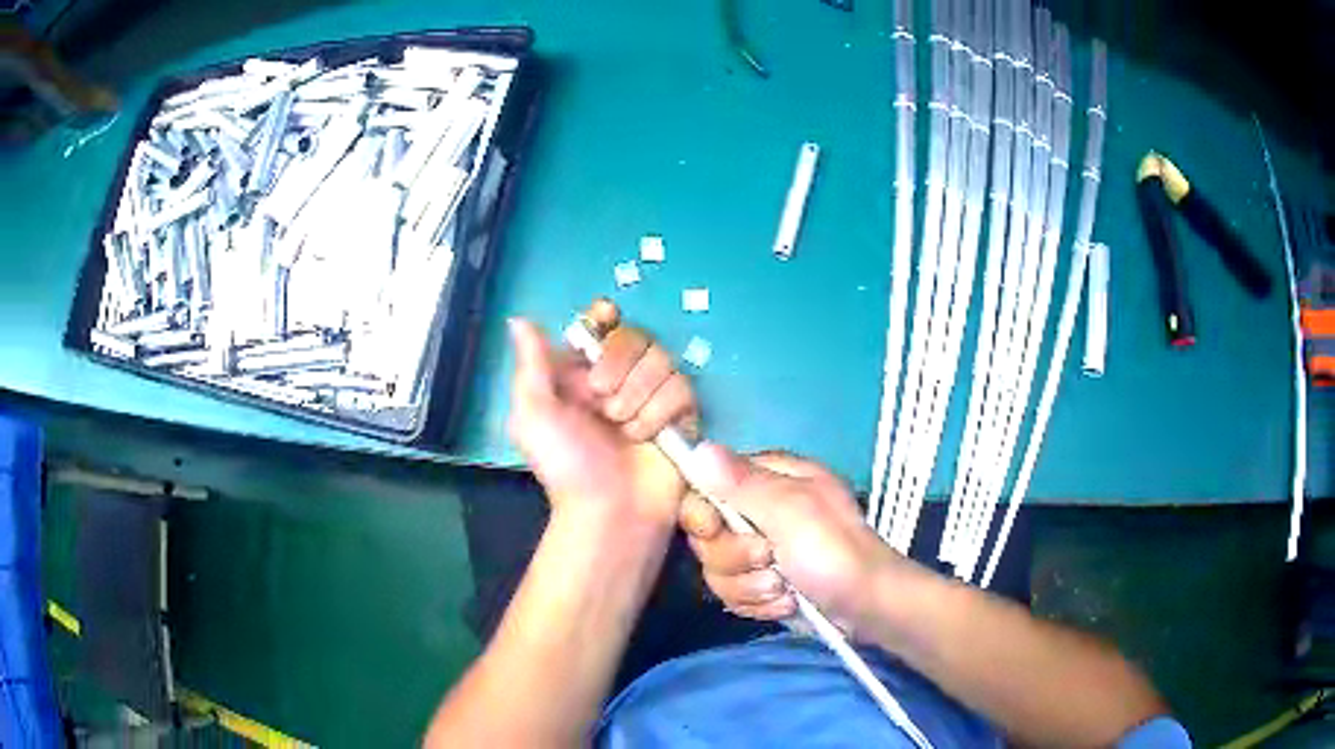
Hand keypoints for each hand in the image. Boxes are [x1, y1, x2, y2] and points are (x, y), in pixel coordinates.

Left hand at [507, 313, 698, 531]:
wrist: (610, 512)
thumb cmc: (566, 465)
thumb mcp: (533, 415)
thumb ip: (531, 364)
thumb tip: (518, 318)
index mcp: (579, 373)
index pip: (598, 325)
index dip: (604, 318)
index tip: (605, 320)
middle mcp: (617, 378)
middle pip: (633, 336)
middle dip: (618, 365)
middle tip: (602, 402)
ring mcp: (651, 395)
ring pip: (661, 358)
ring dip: (639, 394)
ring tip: (624, 428)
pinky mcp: (680, 414)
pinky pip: (682, 387)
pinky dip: (662, 412)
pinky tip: (648, 437)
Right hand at [680, 445, 911, 631]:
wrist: (868, 607)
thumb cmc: (834, 552)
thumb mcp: (791, 511)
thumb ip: (741, 483)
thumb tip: (697, 448)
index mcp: (769, 478)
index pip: (703, 484)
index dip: (702, 512)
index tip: (715, 529)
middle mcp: (760, 509)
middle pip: (706, 535)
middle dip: (734, 557)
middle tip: (769, 559)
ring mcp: (761, 550)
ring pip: (717, 569)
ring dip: (749, 585)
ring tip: (784, 588)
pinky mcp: (763, 583)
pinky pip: (734, 593)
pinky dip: (759, 603)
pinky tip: (786, 602)